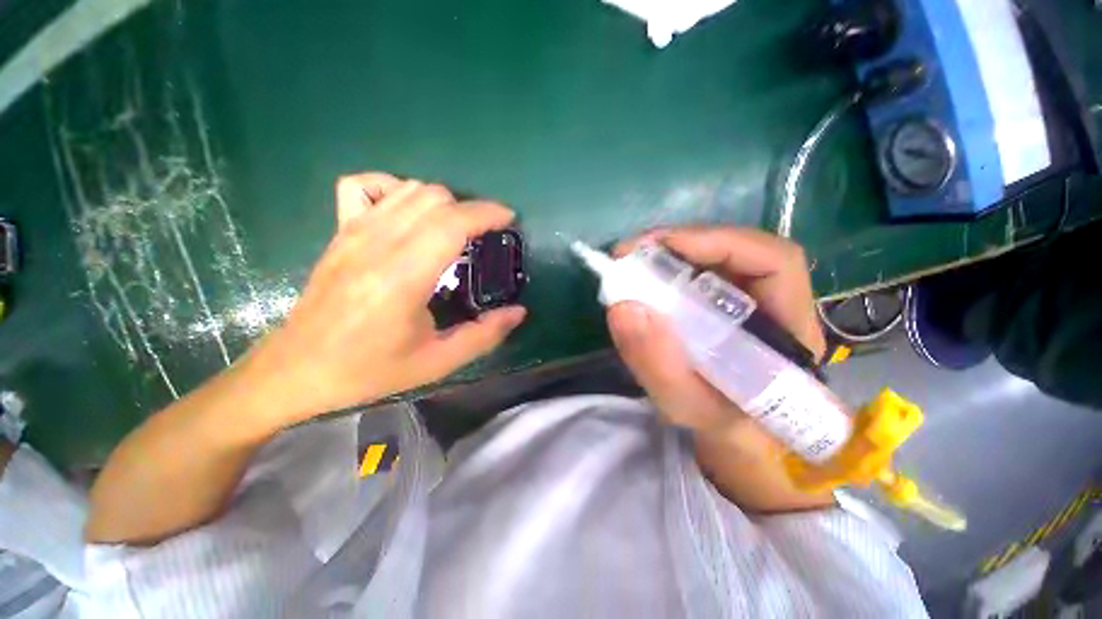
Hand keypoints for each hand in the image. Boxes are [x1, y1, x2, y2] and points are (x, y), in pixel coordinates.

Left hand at [242, 173, 526, 425]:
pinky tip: (406, 212)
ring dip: (442, 202)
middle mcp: (377, 244)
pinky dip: (393, 188)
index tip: (508, 219)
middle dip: (470, 209)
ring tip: (456, 228)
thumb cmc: (370, 369)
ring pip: (408, 188)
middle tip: (485, 234)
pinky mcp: (339, 231)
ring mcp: (353, 232)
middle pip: (434, 198)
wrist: (298, 368)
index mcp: (403, 277)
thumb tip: (518, 312)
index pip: (452, 223)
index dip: (487, 213)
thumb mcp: (437, 362)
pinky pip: (363, 185)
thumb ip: (484, 335)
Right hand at [607, 227, 825, 431]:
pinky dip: (667, 270)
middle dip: (680, 244)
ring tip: (631, 263)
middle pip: (736, 250)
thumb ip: (658, 364)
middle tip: (630, 253)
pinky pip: (698, 274)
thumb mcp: (686, 406)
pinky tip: (643, 279)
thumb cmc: (720, 426)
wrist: (732, 433)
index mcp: (790, 329)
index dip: (718, 242)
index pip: (774, 260)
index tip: (659, 248)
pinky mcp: (725, 301)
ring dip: (669, 254)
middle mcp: (776, 302)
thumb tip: (622, 307)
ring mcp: (749, 298)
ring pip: (714, 258)